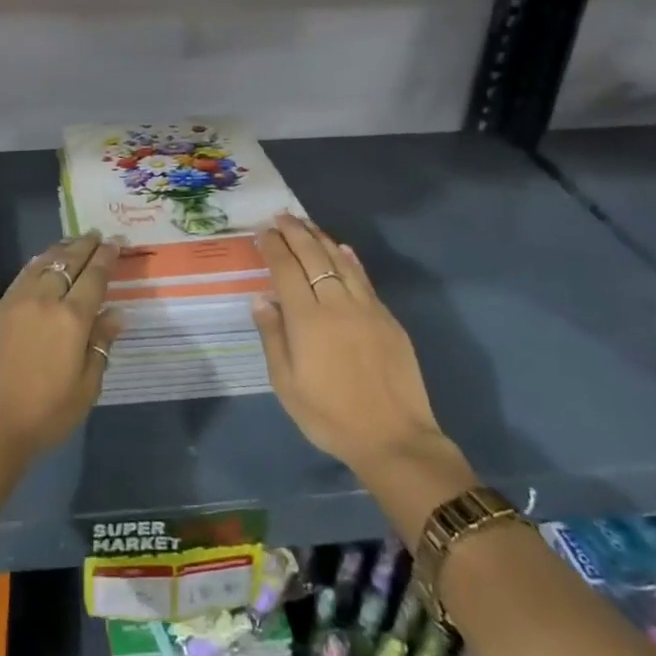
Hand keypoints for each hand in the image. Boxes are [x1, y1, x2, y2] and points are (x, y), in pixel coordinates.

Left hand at [0, 232, 123, 465]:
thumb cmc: (43, 415)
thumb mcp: (85, 388)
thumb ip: (100, 346)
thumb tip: (115, 315)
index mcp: (72, 318)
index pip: (94, 277)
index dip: (106, 258)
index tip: (115, 242)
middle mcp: (44, 300)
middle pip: (67, 262)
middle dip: (84, 246)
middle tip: (96, 234)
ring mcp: (15, 302)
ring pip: (41, 264)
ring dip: (59, 250)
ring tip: (71, 243)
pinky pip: (21, 277)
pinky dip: (36, 265)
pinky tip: (40, 265)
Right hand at [253, 213, 447, 478]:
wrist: (394, 439)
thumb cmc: (329, 416)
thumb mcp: (286, 384)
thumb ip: (272, 337)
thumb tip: (261, 299)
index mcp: (307, 320)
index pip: (286, 270)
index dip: (274, 247)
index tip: (264, 231)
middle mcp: (336, 304)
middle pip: (313, 256)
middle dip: (295, 233)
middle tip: (281, 216)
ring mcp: (366, 308)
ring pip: (341, 261)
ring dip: (321, 238)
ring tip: (306, 224)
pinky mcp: (387, 319)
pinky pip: (364, 278)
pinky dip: (350, 259)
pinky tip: (342, 249)